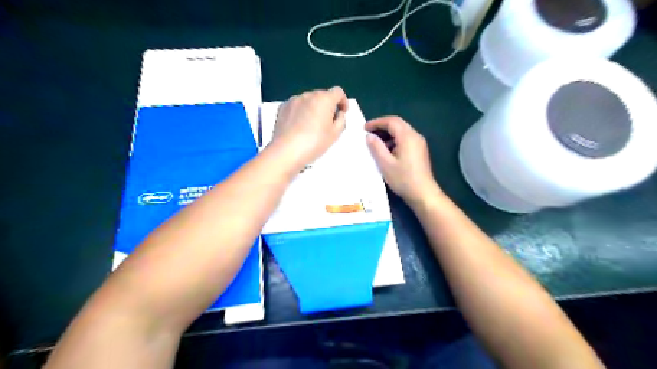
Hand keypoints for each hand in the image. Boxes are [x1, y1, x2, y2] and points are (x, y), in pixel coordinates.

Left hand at [271, 86, 347, 171]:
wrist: (287, 151)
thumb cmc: (314, 142)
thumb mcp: (335, 134)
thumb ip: (341, 120)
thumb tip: (338, 114)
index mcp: (324, 99)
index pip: (338, 92)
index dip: (343, 101)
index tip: (342, 112)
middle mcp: (308, 95)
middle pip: (322, 95)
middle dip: (327, 106)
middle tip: (327, 122)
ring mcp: (293, 100)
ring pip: (308, 101)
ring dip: (313, 108)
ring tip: (311, 125)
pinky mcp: (282, 107)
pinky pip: (296, 106)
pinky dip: (300, 112)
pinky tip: (299, 126)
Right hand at [365, 115, 439, 205]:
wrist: (423, 193)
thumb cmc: (403, 179)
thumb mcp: (385, 163)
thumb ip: (376, 147)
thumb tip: (369, 136)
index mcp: (407, 136)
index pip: (391, 121)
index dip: (376, 122)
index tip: (364, 128)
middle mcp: (415, 136)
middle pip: (398, 124)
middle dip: (382, 126)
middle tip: (368, 133)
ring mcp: (419, 143)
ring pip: (402, 131)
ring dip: (388, 134)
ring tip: (376, 143)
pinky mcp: (420, 151)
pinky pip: (406, 139)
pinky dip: (395, 140)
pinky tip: (387, 151)